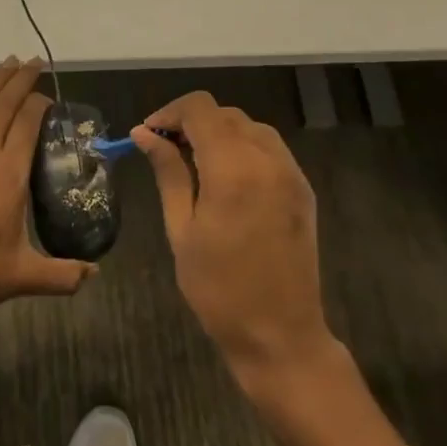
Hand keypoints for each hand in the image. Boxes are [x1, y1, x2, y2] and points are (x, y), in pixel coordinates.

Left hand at [0, 59, 95, 318]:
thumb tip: (94, 275)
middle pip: (4, 108)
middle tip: (35, 61)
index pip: (28, 124)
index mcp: (9, 174)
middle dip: (21, 81)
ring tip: (6, 63)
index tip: (51, 97)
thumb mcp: (24, 276)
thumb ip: (62, 276)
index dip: (40, 104)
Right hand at [136, 93, 331, 383]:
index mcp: (233, 168)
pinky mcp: (302, 188)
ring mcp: (290, 172)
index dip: (169, 112)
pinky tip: (225, 176)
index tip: (148, 134)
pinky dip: (242, 146)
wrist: (281, 336)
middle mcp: (267, 159)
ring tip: (194, 162)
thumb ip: (168, 172)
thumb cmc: (219, 289)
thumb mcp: (181, 229)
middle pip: (224, 113)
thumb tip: (144, 133)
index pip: (200, 109)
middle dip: (191, 122)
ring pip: (249, 126)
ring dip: (218, 132)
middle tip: (165, 150)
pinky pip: (269, 148)